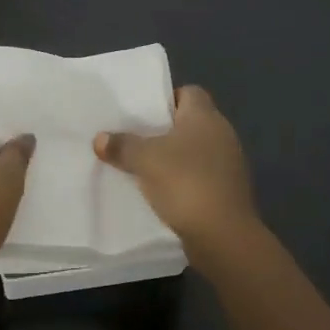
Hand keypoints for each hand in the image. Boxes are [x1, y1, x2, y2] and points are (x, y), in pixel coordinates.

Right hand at [95, 85, 257, 262]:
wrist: (224, 238)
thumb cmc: (186, 183)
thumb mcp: (144, 160)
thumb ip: (121, 145)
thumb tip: (100, 138)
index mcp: (205, 116)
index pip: (188, 92)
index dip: (165, 98)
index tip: (143, 113)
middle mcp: (222, 134)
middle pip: (189, 123)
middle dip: (163, 131)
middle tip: (134, 138)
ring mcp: (229, 165)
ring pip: (194, 152)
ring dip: (173, 159)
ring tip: (142, 167)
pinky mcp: (228, 192)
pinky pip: (200, 177)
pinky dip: (183, 181)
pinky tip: (161, 193)